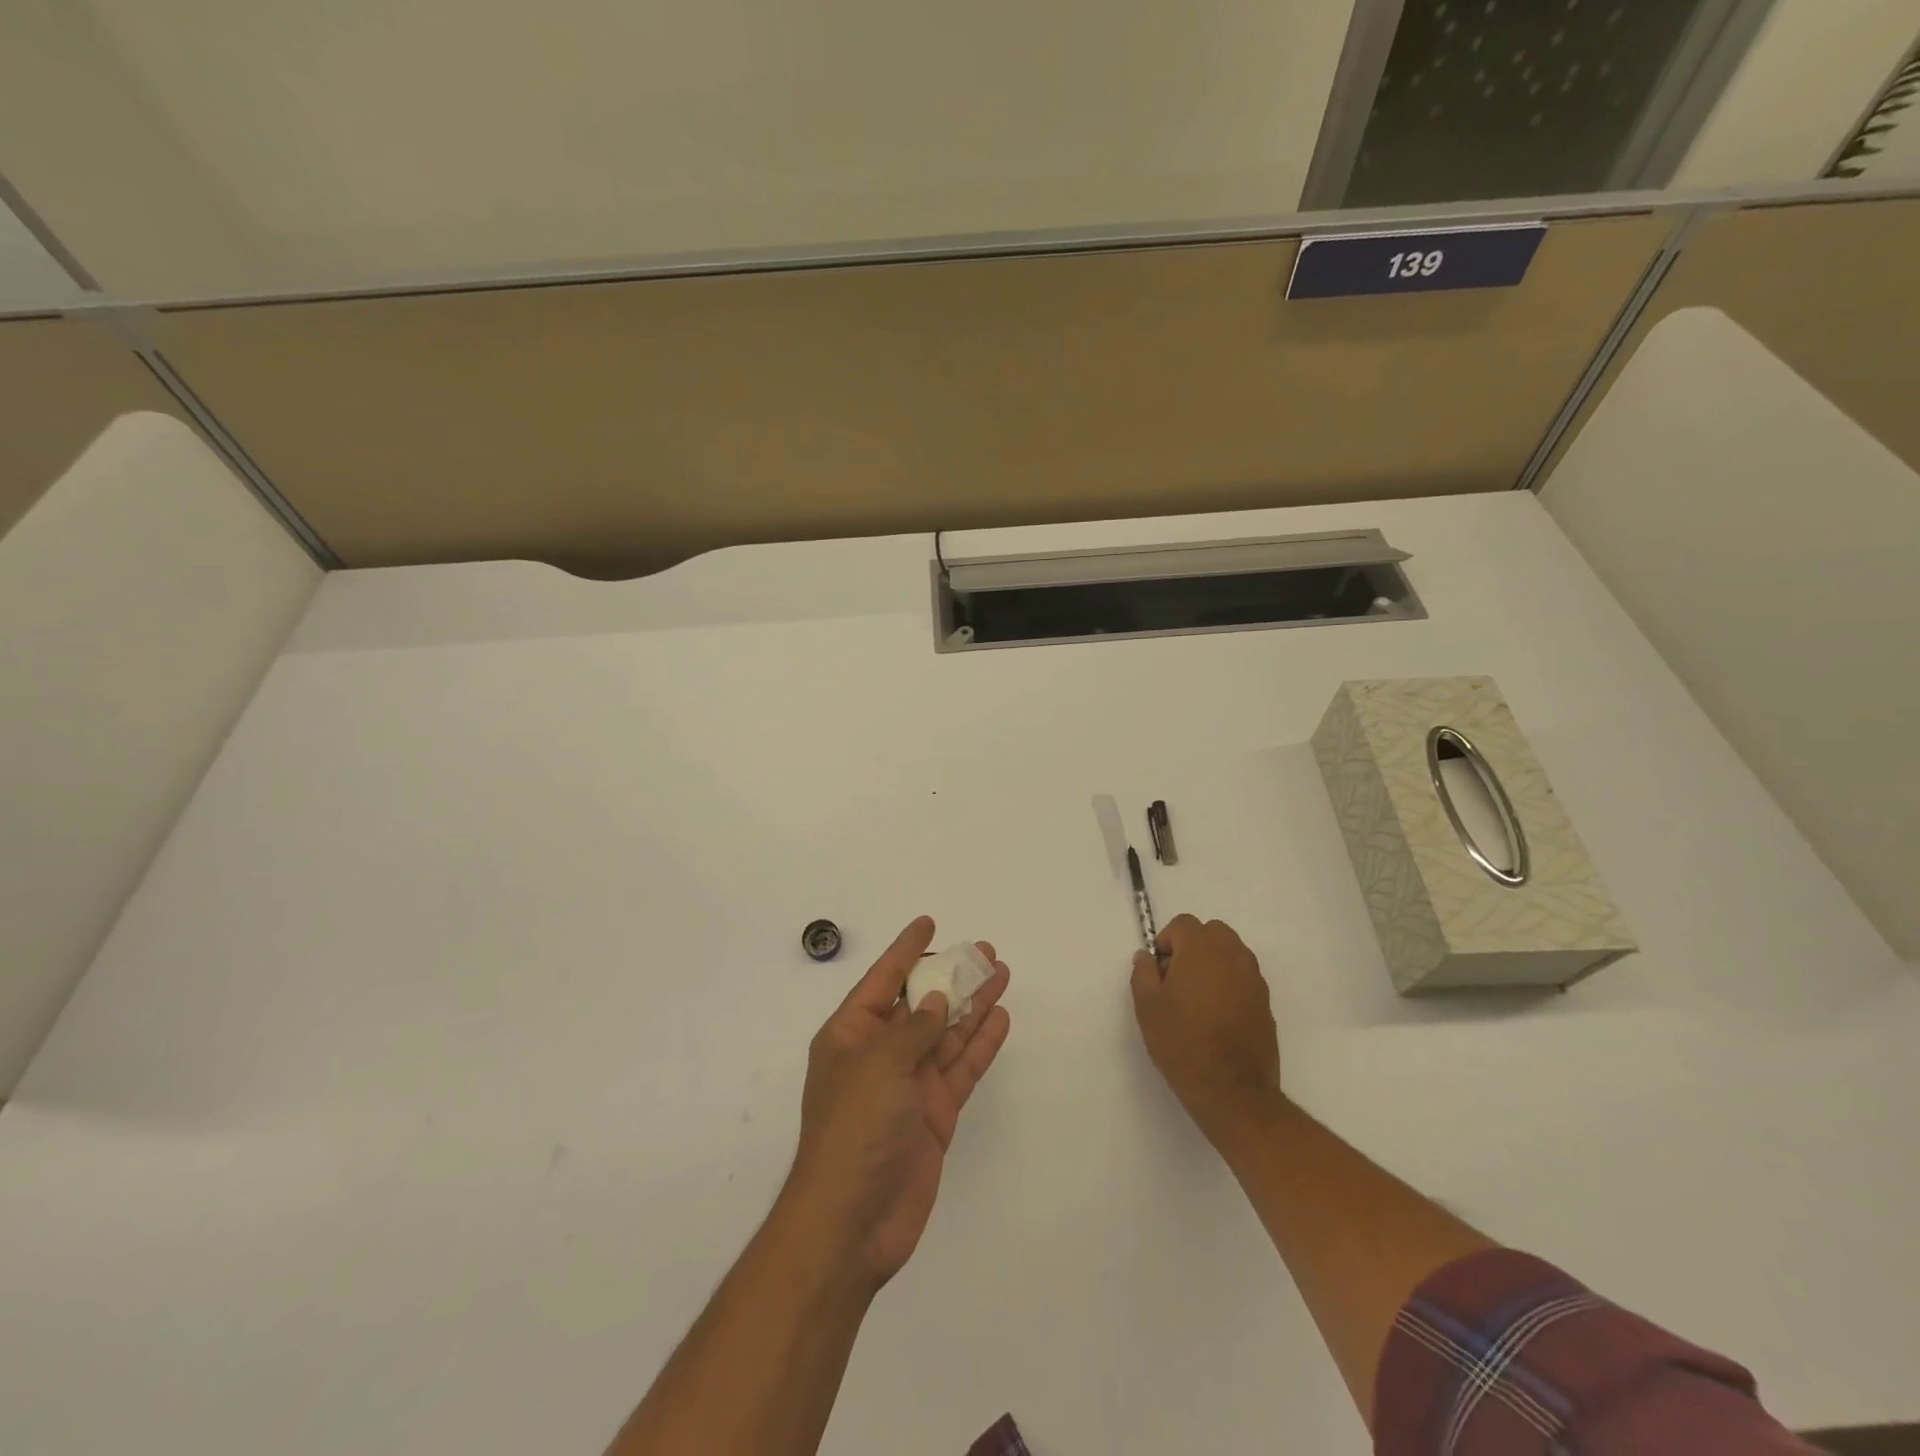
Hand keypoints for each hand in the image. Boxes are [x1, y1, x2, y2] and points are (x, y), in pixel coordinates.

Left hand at [782, 916, 1010, 1291]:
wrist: (854, 1221)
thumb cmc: (854, 1129)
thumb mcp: (878, 1065)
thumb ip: (913, 1029)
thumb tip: (936, 1001)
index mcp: (851, 1035)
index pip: (883, 980)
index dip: (906, 950)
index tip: (929, 922)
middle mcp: (881, 1054)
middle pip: (922, 1003)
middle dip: (951, 976)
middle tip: (984, 951)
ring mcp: (910, 1085)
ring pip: (948, 1032)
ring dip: (973, 1004)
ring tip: (1001, 973)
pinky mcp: (935, 1113)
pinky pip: (961, 1068)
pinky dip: (981, 1043)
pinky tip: (1000, 1017)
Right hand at [1131, 914, 1280, 1139]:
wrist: (1232, 1091)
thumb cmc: (1182, 1043)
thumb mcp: (1147, 1007)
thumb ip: (1143, 973)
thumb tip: (1146, 957)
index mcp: (1202, 950)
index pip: (1184, 924)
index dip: (1167, 940)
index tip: (1159, 969)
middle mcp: (1233, 957)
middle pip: (1213, 932)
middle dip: (1193, 945)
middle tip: (1177, 977)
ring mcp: (1254, 980)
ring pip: (1232, 952)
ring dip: (1214, 962)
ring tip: (1198, 997)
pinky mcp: (1266, 1004)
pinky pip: (1245, 977)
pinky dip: (1230, 983)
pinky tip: (1217, 1015)